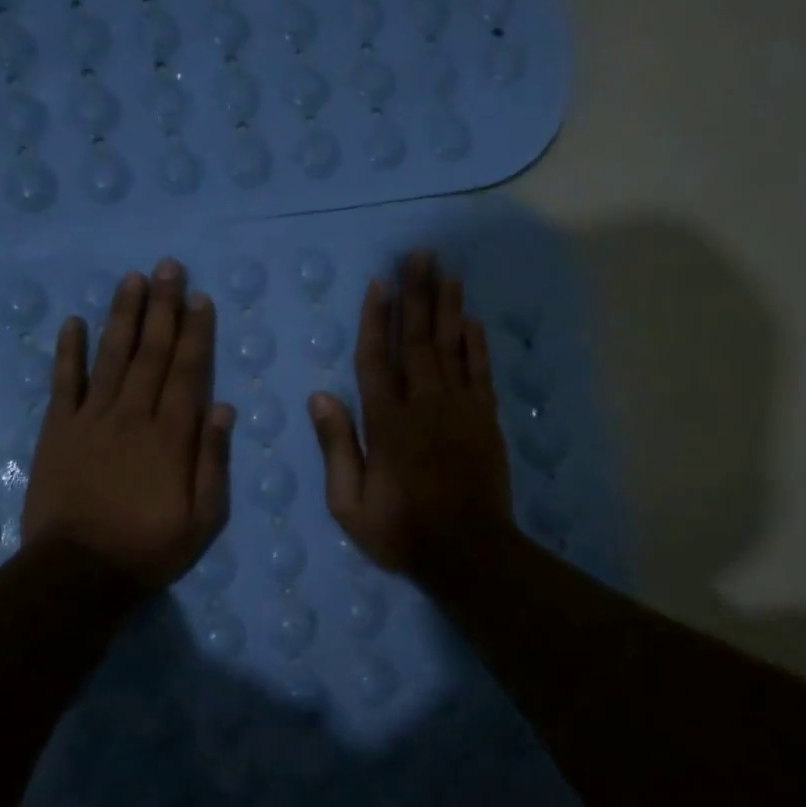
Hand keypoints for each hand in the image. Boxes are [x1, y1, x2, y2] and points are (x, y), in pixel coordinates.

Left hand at [23, 259, 235, 592]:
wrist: (78, 572)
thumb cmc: (148, 547)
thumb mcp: (203, 518)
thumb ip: (213, 460)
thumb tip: (223, 406)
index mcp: (171, 436)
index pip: (188, 372)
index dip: (195, 333)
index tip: (200, 299)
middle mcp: (133, 415)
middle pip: (151, 353)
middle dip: (163, 308)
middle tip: (169, 268)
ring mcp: (91, 419)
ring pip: (111, 356)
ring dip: (123, 315)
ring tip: (132, 279)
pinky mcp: (57, 430)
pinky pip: (64, 382)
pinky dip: (68, 351)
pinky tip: (73, 321)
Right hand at [307, 250, 514, 576]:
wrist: (469, 552)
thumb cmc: (402, 530)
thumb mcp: (349, 503)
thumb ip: (336, 447)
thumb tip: (319, 396)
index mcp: (386, 422)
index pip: (376, 359)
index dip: (375, 319)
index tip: (378, 283)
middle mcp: (424, 404)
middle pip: (417, 339)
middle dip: (416, 294)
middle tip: (419, 255)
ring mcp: (460, 408)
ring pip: (452, 346)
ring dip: (448, 307)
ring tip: (446, 271)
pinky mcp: (486, 419)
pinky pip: (480, 371)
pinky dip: (476, 343)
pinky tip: (472, 319)